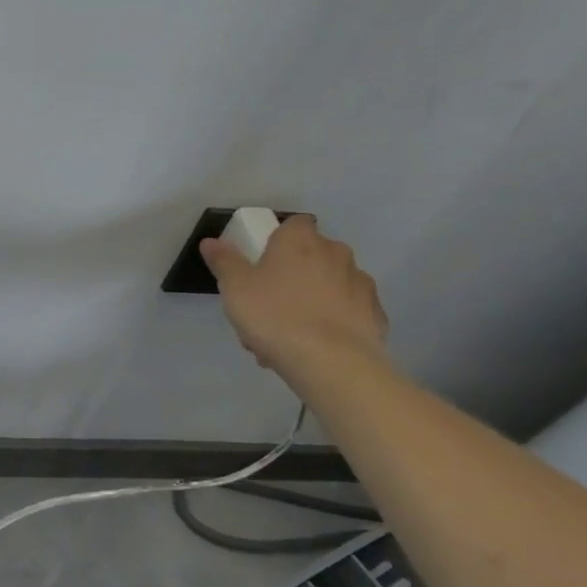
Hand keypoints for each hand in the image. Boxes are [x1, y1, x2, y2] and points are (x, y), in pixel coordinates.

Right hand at [200, 214, 388, 378]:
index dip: (279, 238)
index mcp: (300, 240)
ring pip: (329, 286)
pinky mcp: (375, 315)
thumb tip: (211, 241)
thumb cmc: (275, 315)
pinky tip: (314, 346)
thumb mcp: (234, 287)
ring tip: (289, 334)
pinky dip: (333, 322)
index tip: (264, 259)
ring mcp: (360, 284)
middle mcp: (336, 254)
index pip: (294, 223)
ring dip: (312, 300)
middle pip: (313, 255)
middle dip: (294, 273)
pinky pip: (347, 313)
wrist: (331, 362)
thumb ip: (224, 261)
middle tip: (269, 303)